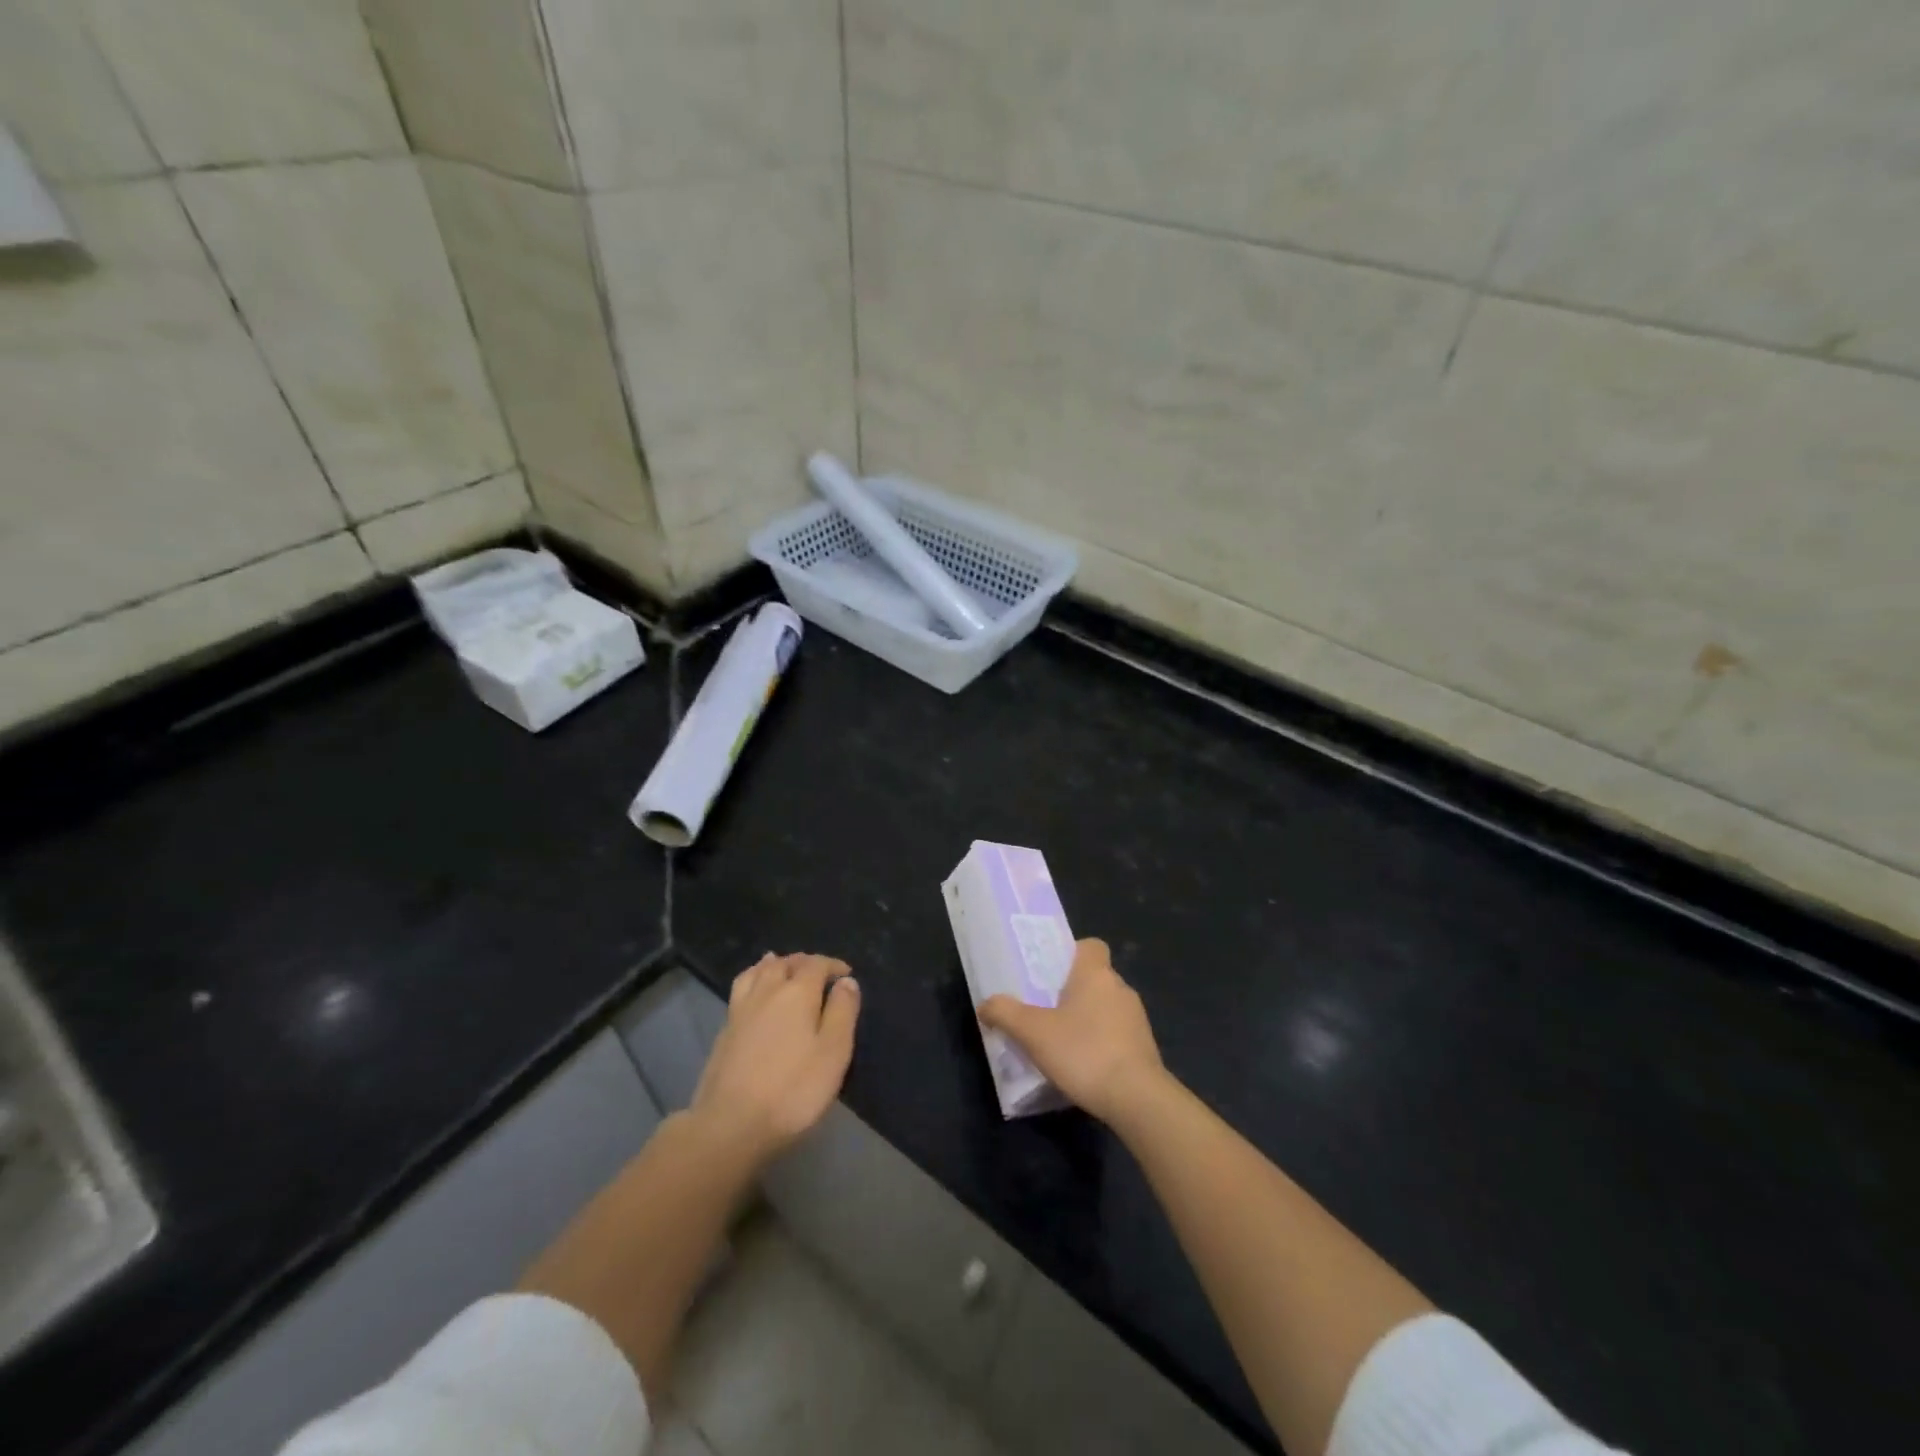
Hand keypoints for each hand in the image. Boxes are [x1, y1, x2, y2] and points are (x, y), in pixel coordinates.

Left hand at [690, 953, 859, 1165]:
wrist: (730, 1124)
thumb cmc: (793, 1089)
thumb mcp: (833, 1052)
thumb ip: (843, 1012)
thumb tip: (846, 981)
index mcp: (797, 992)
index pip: (816, 964)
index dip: (833, 965)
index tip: (846, 973)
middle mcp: (767, 991)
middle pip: (785, 963)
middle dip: (804, 962)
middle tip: (819, 970)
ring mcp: (741, 1009)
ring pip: (758, 971)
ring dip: (775, 964)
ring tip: (782, 965)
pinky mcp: (725, 1030)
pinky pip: (742, 988)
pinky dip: (754, 978)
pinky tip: (755, 992)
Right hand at [978, 938, 1165, 1123]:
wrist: (1137, 1099)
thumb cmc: (1083, 1052)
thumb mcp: (1032, 1033)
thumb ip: (1005, 1013)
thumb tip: (986, 1004)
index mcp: (1096, 974)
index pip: (1091, 946)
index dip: (1072, 953)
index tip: (1051, 972)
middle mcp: (1120, 988)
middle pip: (1094, 978)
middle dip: (1071, 991)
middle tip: (1043, 1010)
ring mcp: (1136, 1019)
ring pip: (1106, 1007)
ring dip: (1086, 1019)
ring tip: (1060, 1041)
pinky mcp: (1145, 1048)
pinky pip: (1116, 1034)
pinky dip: (1100, 1043)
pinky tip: (1082, 1065)